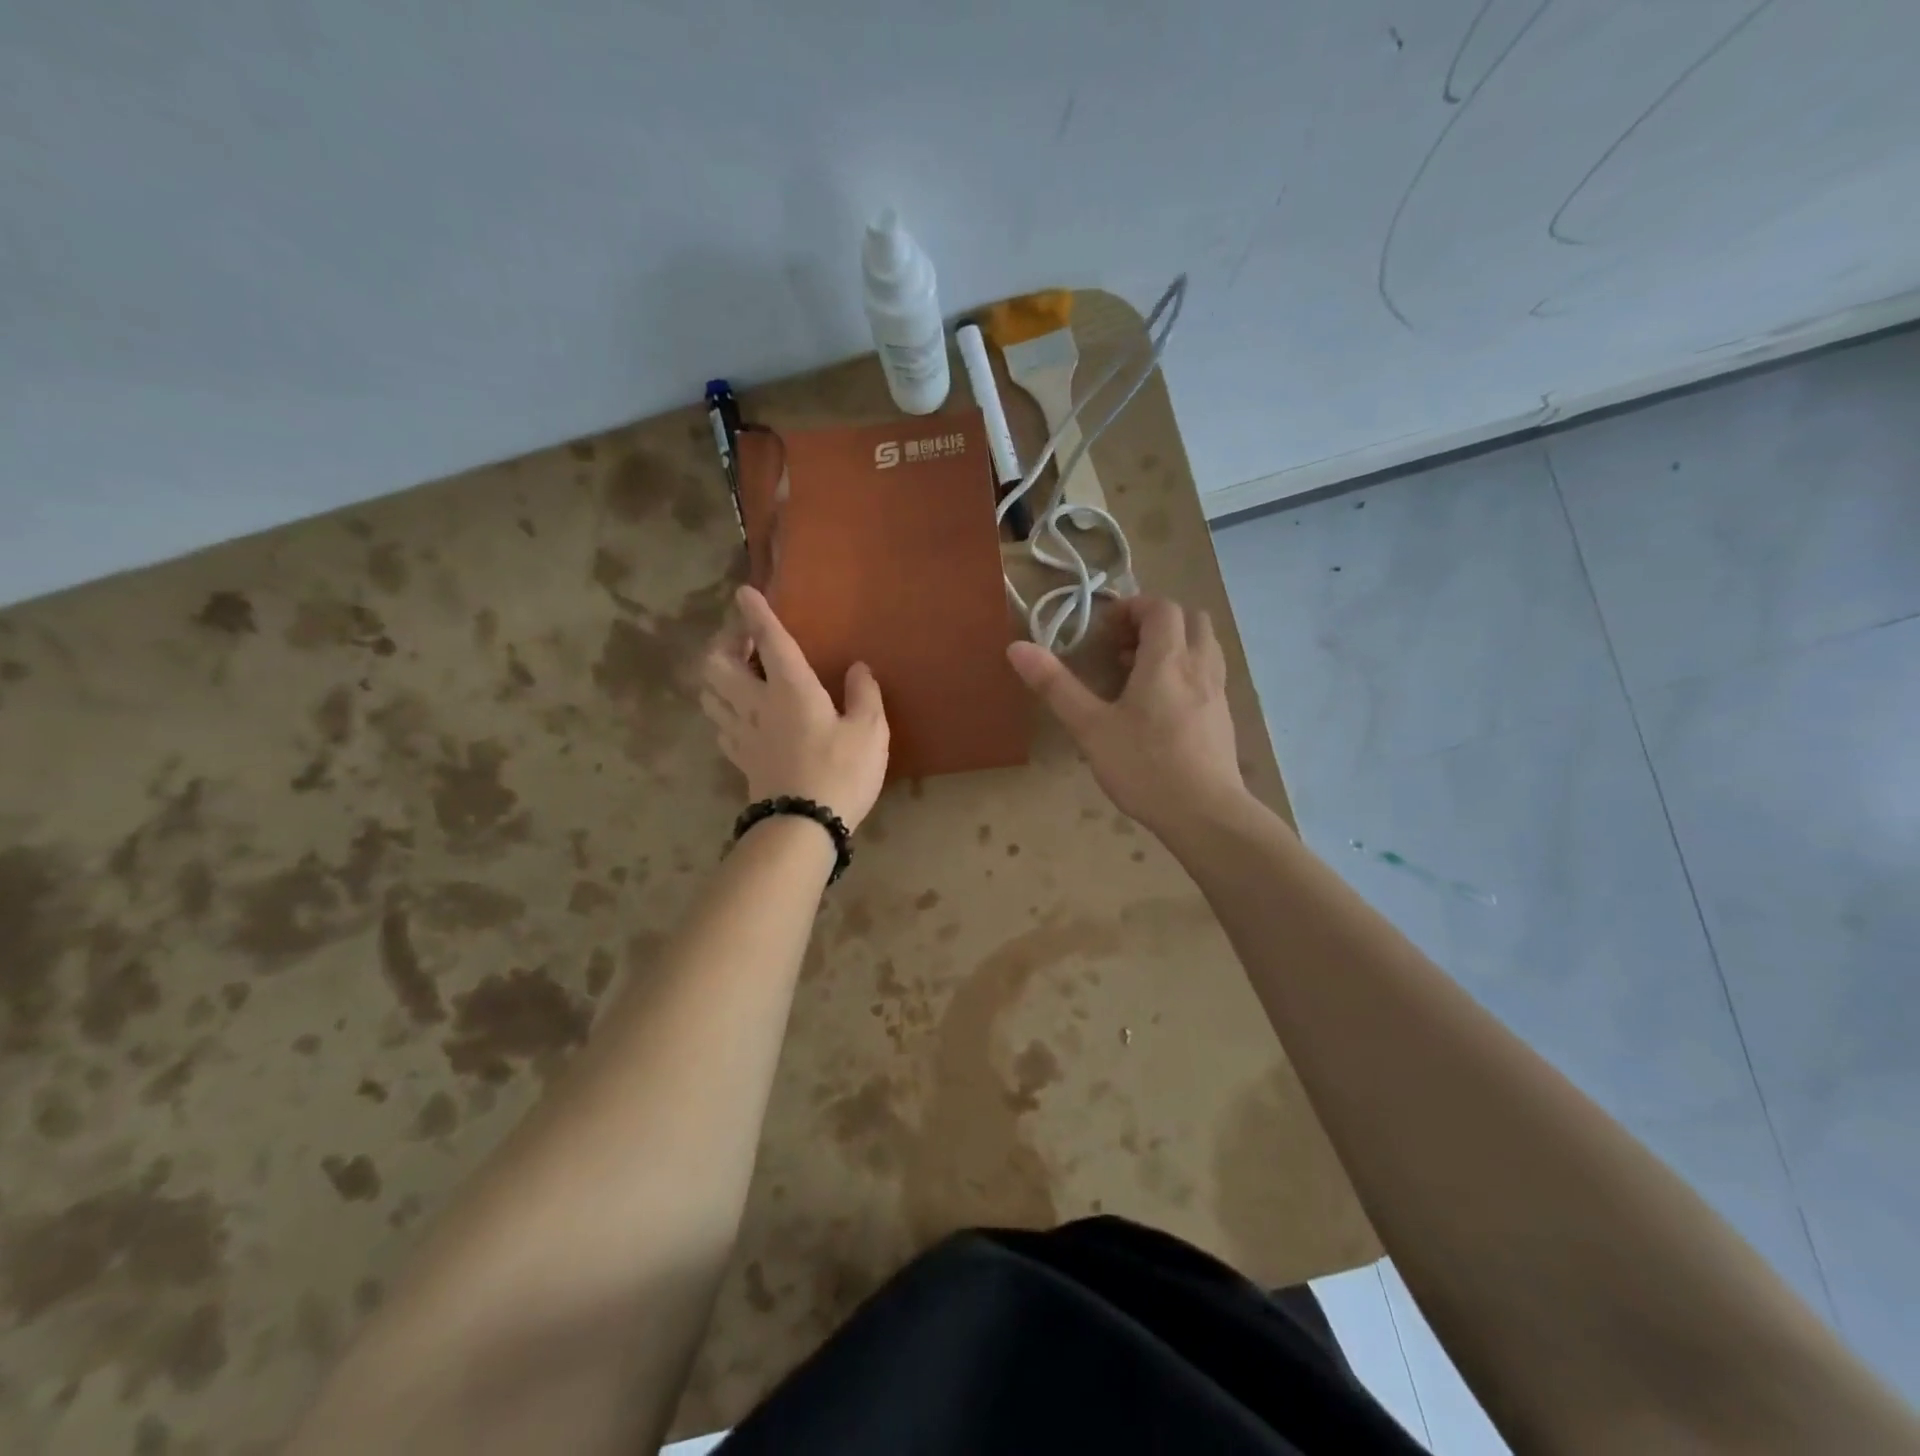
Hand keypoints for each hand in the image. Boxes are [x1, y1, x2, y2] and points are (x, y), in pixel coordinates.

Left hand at [699, 586, 889, 829]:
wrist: (804, 826)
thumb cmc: (842, 773)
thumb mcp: (870, 732)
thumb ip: (864, 695)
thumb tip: (857, 668)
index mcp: (792, 689)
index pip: (770, 641)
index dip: (756, 614)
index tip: (743, 592)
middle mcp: (758, 704)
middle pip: (718, 664)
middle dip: (725, 644)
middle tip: (745, 642)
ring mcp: (743, 733)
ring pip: (710, 693)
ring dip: (717, 676)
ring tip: (738, 674)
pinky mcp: (740, 759)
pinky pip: (719, 725)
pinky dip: (722, 710)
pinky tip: (737, 714)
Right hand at [1006, 595, 1245, 837]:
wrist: (1205, 814)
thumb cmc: (1144, 767)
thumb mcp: (1090, 727)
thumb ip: (1055, 685)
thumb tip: (1017, 647)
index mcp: (1167, 660)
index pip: (1160, 607)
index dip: (1132, 607)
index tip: (1106, 629)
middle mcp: (1199, 666)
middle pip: (1190, 618)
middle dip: (1156, 621)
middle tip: (1124, 646)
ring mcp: (1218, 691)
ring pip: (1205, 644)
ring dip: (1175, 643)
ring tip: (1142, 672)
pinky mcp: (1224, 716)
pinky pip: (1209, 673)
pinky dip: (1187, 669)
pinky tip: (1163, 704)